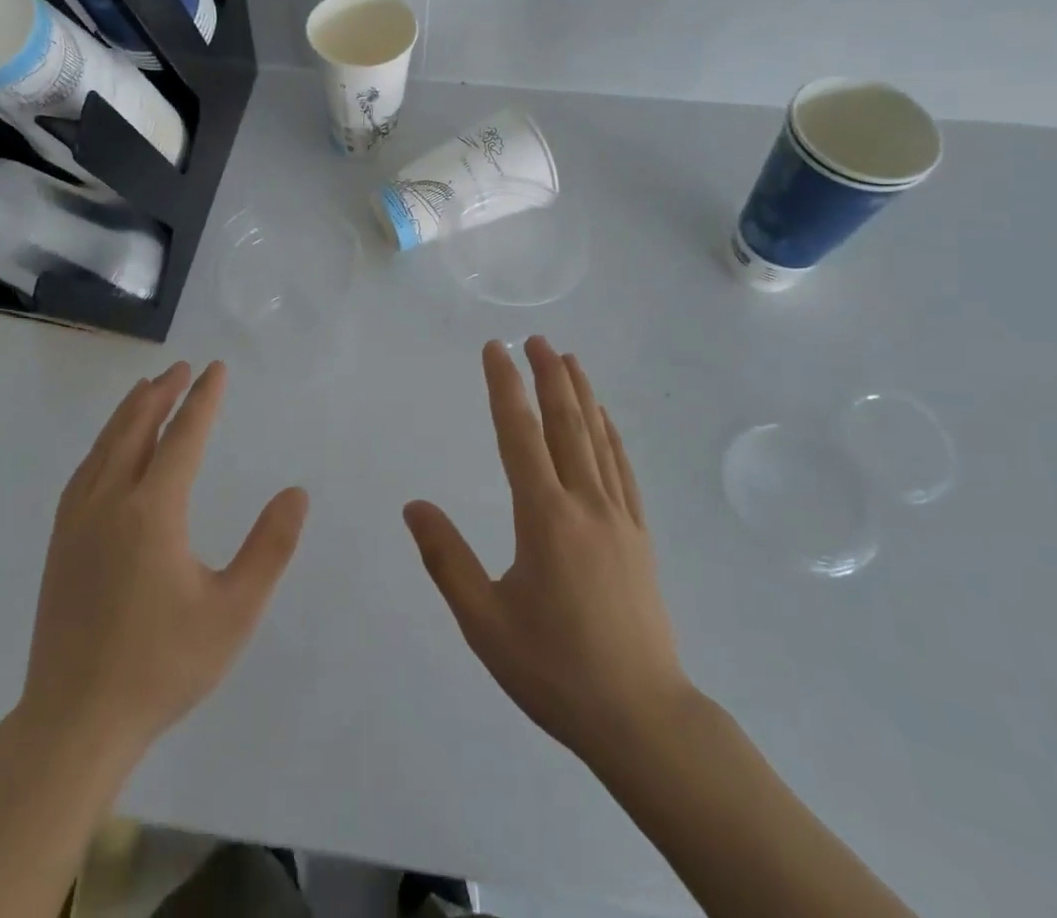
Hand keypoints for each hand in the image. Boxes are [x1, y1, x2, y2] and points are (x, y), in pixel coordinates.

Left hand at [17, 361, 307, 763]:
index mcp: (153, 511)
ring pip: (105, 446)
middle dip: (162, 393)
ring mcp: (77, 522)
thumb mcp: (233, 611)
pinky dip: (103, 444)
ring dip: (129, 412)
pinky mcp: (59, 544)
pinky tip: (109, 449)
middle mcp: (110, 502)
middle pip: (136, 428)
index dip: (203, 399)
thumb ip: (269, 548)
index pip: (183, 436)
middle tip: (183, 367)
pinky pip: (84, 472)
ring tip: (147, 389)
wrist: (74, 723)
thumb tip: (296, 493)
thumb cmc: (162, 666)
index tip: (216, 369)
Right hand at [404, 338, 693, 770]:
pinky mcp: (639, 536)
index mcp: (545, 518)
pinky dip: (611, 434)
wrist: (643, 719)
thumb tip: (413, 505)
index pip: (519, 435)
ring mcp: (619, 518)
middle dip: (548, 376)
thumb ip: (447, 559)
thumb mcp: (485, 623)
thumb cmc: (556, 671)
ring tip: (569, 359)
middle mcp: (585, 504)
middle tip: (536, 338)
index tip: (495, 349)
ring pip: (598, 439)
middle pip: (566, 424)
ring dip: (581, 394)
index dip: (504, 387)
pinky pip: (623, 469)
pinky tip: (606, 419)